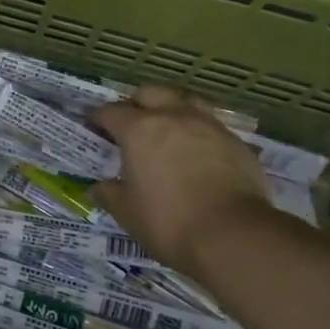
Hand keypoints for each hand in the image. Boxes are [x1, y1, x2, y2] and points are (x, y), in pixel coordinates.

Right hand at [91, 85, 269, 275]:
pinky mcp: (237, 143)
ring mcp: (209, 126)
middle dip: (136, 104)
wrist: (234, 235)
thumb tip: (98, 188)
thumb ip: (110, 194)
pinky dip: (198, 133)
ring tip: (167, 132)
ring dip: (172, 111)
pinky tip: (197, 155)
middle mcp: (174, 117)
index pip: (110, 112)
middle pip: (151, 93)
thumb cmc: (169, 221)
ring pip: (186, 102)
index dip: (98, 118)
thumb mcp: (127, 213)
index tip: (93, 127)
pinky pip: (211, 126)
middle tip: (131, 125)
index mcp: (139, 130)